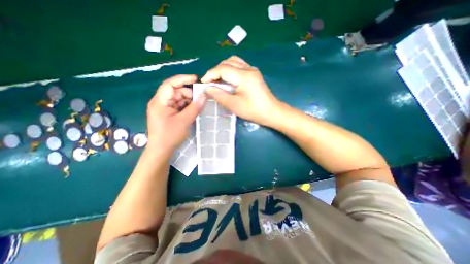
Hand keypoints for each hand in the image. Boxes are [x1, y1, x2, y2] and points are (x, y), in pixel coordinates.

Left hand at [146, 74, 205, 152]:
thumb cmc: (170, 136)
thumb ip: (195, 107)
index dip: (182, 79)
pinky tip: (193, 110)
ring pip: (178, 99)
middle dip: (188, 94)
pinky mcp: (168, 113)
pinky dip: (186, 107)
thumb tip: (204, 96)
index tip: (195, 79)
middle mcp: (160, 102)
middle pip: (175, 91)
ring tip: (197, 107)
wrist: (161, 150)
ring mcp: (164, 108)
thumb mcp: (184, 121)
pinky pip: (178, 106)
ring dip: (188, 101)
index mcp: (160, 102)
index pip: (170, 84)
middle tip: (200, 99)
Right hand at [201, 56, 277, 125]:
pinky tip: (228, 79)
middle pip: (227, 62)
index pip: (222, 69)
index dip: (210, 74)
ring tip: (218, 80)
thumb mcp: (234, 105)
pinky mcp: (254, 74)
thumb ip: (219, 95)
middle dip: (216, 71)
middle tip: (210, 83)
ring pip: (233, 61)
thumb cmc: (253, 110)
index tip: (203, 83)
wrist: (272, 112)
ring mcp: (252, 70)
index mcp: (244, 76)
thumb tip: (207, 88)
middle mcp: (248, 69)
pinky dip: (230, 69)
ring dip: (223, 68)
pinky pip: (239, 66)